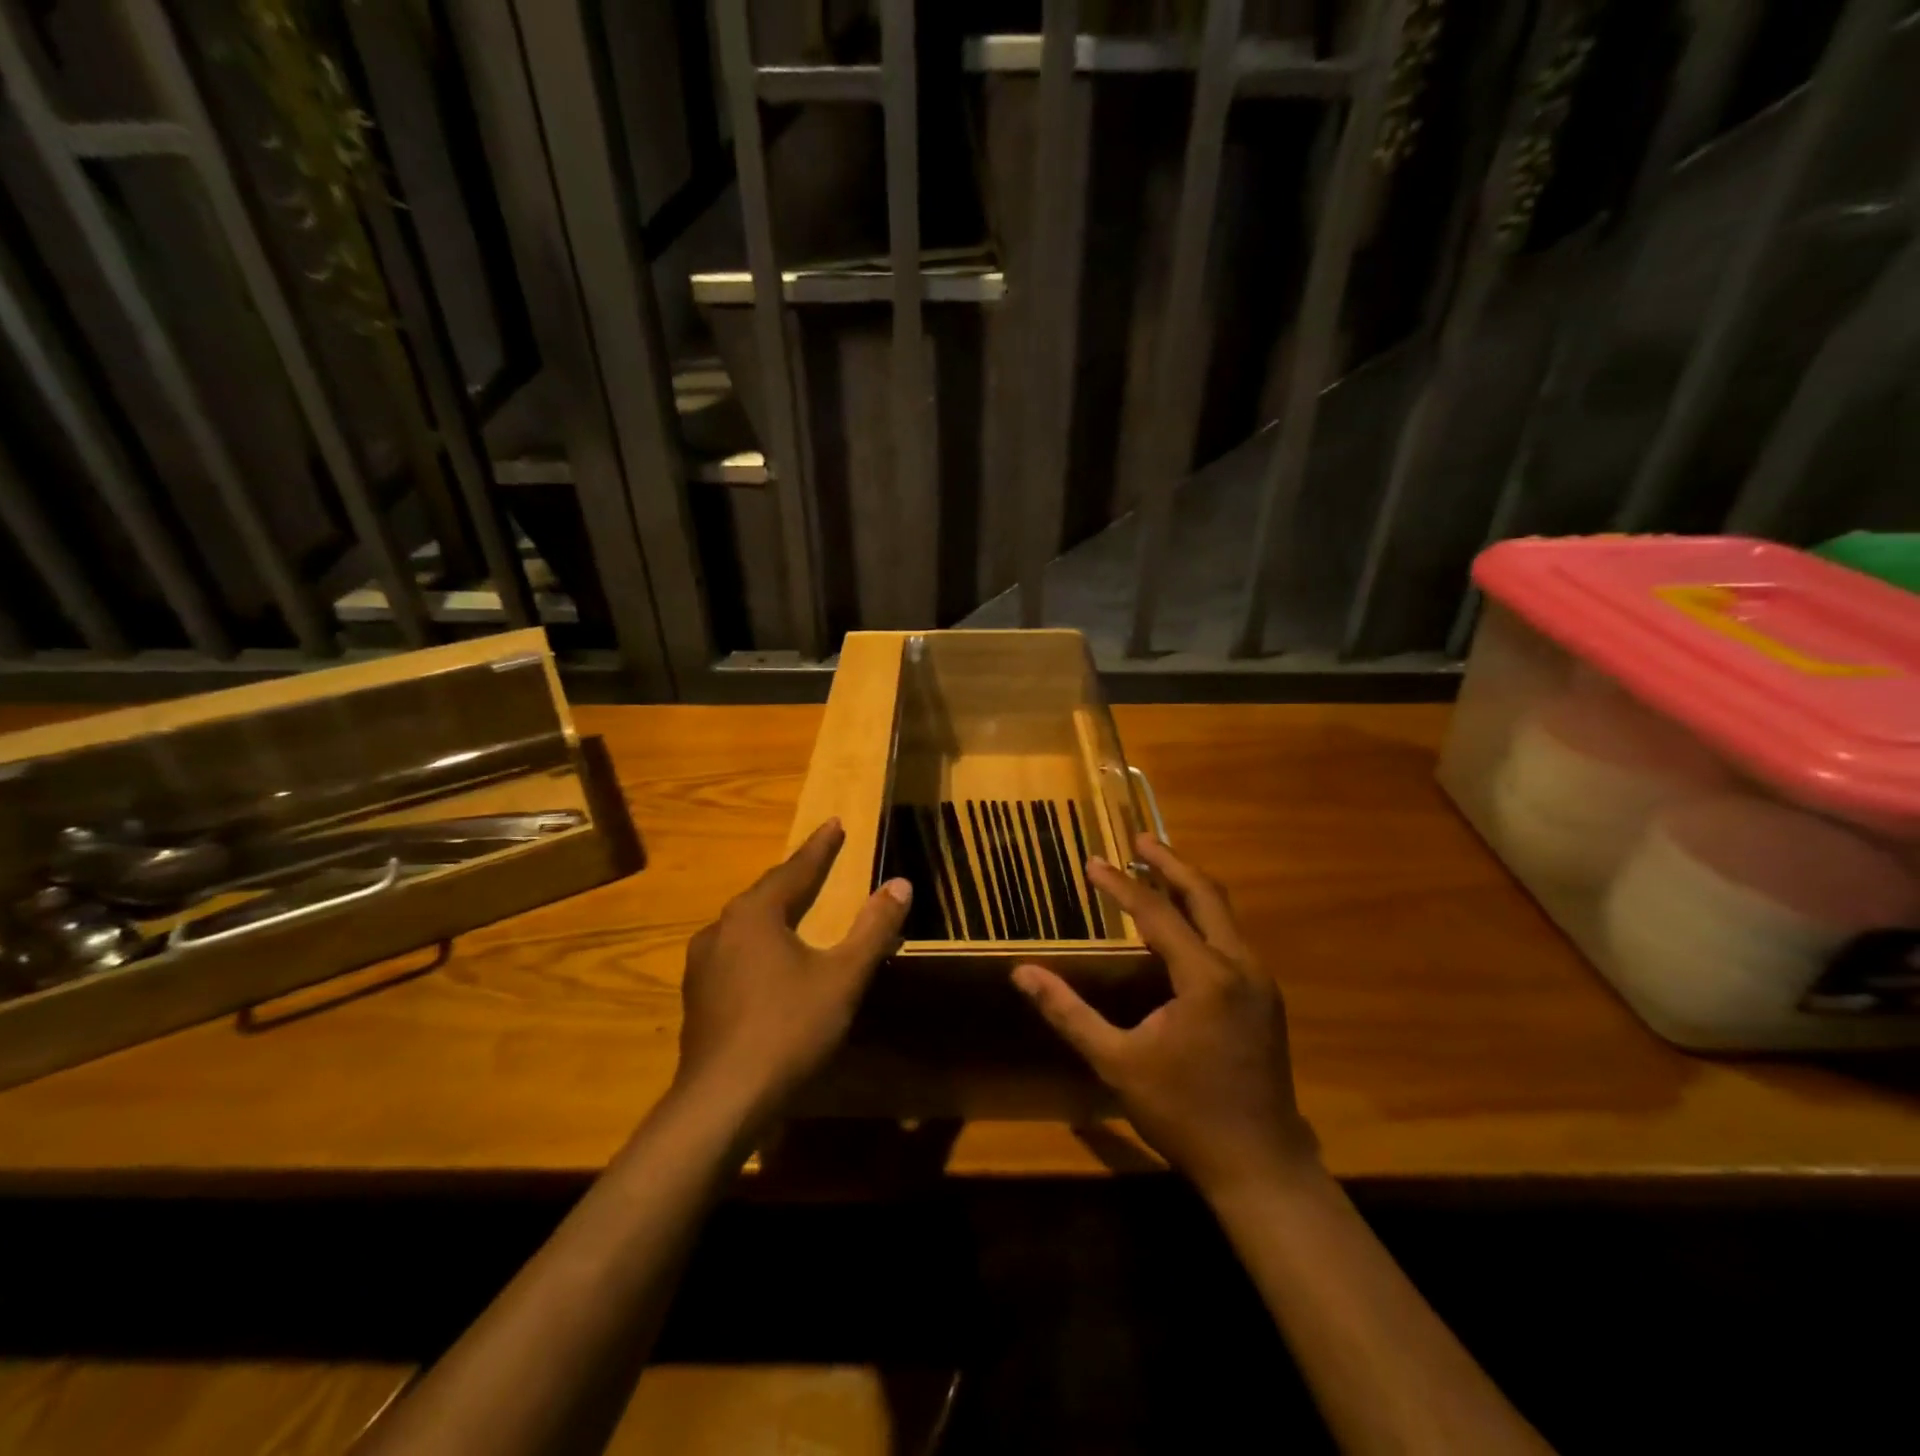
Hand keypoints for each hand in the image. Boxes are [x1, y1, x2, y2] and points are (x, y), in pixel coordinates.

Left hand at [675, 819, 911, 1123]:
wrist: (722, 1100)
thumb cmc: (789, 1029)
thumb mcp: (843, 977)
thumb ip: (873, 928)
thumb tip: (900, 883)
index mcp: (755, 914)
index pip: (795, 869)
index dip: (820, 847)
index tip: (834, 823)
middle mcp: (722, 928)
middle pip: (766, 893)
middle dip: (795, 876)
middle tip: (819, 861)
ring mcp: (703, 964)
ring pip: (745, 924)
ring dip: (773, 910)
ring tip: (794, 906)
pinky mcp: (697, 996)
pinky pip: (734, 952)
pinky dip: (758, 943)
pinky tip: (767, 960)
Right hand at [1012, 836, 1318, 1200]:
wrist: (1262, 1166)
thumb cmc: (1185, 1113)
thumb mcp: (1118, 1063)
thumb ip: (1069, 1013)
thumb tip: (1023, 974)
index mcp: (1205, 977)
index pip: (1156, 913)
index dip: (1120, 885)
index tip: (1091, 862)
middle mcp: (1240, 966)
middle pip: (1206, 894)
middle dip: (1170, 862)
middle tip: (1138, 838)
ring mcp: (1259, 981)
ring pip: (1224, 913)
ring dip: (1188, 886)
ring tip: (1155, 868)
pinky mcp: (1265, 998)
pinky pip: (1231, 937)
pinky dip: (1202, 915)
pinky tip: (1181, 923)